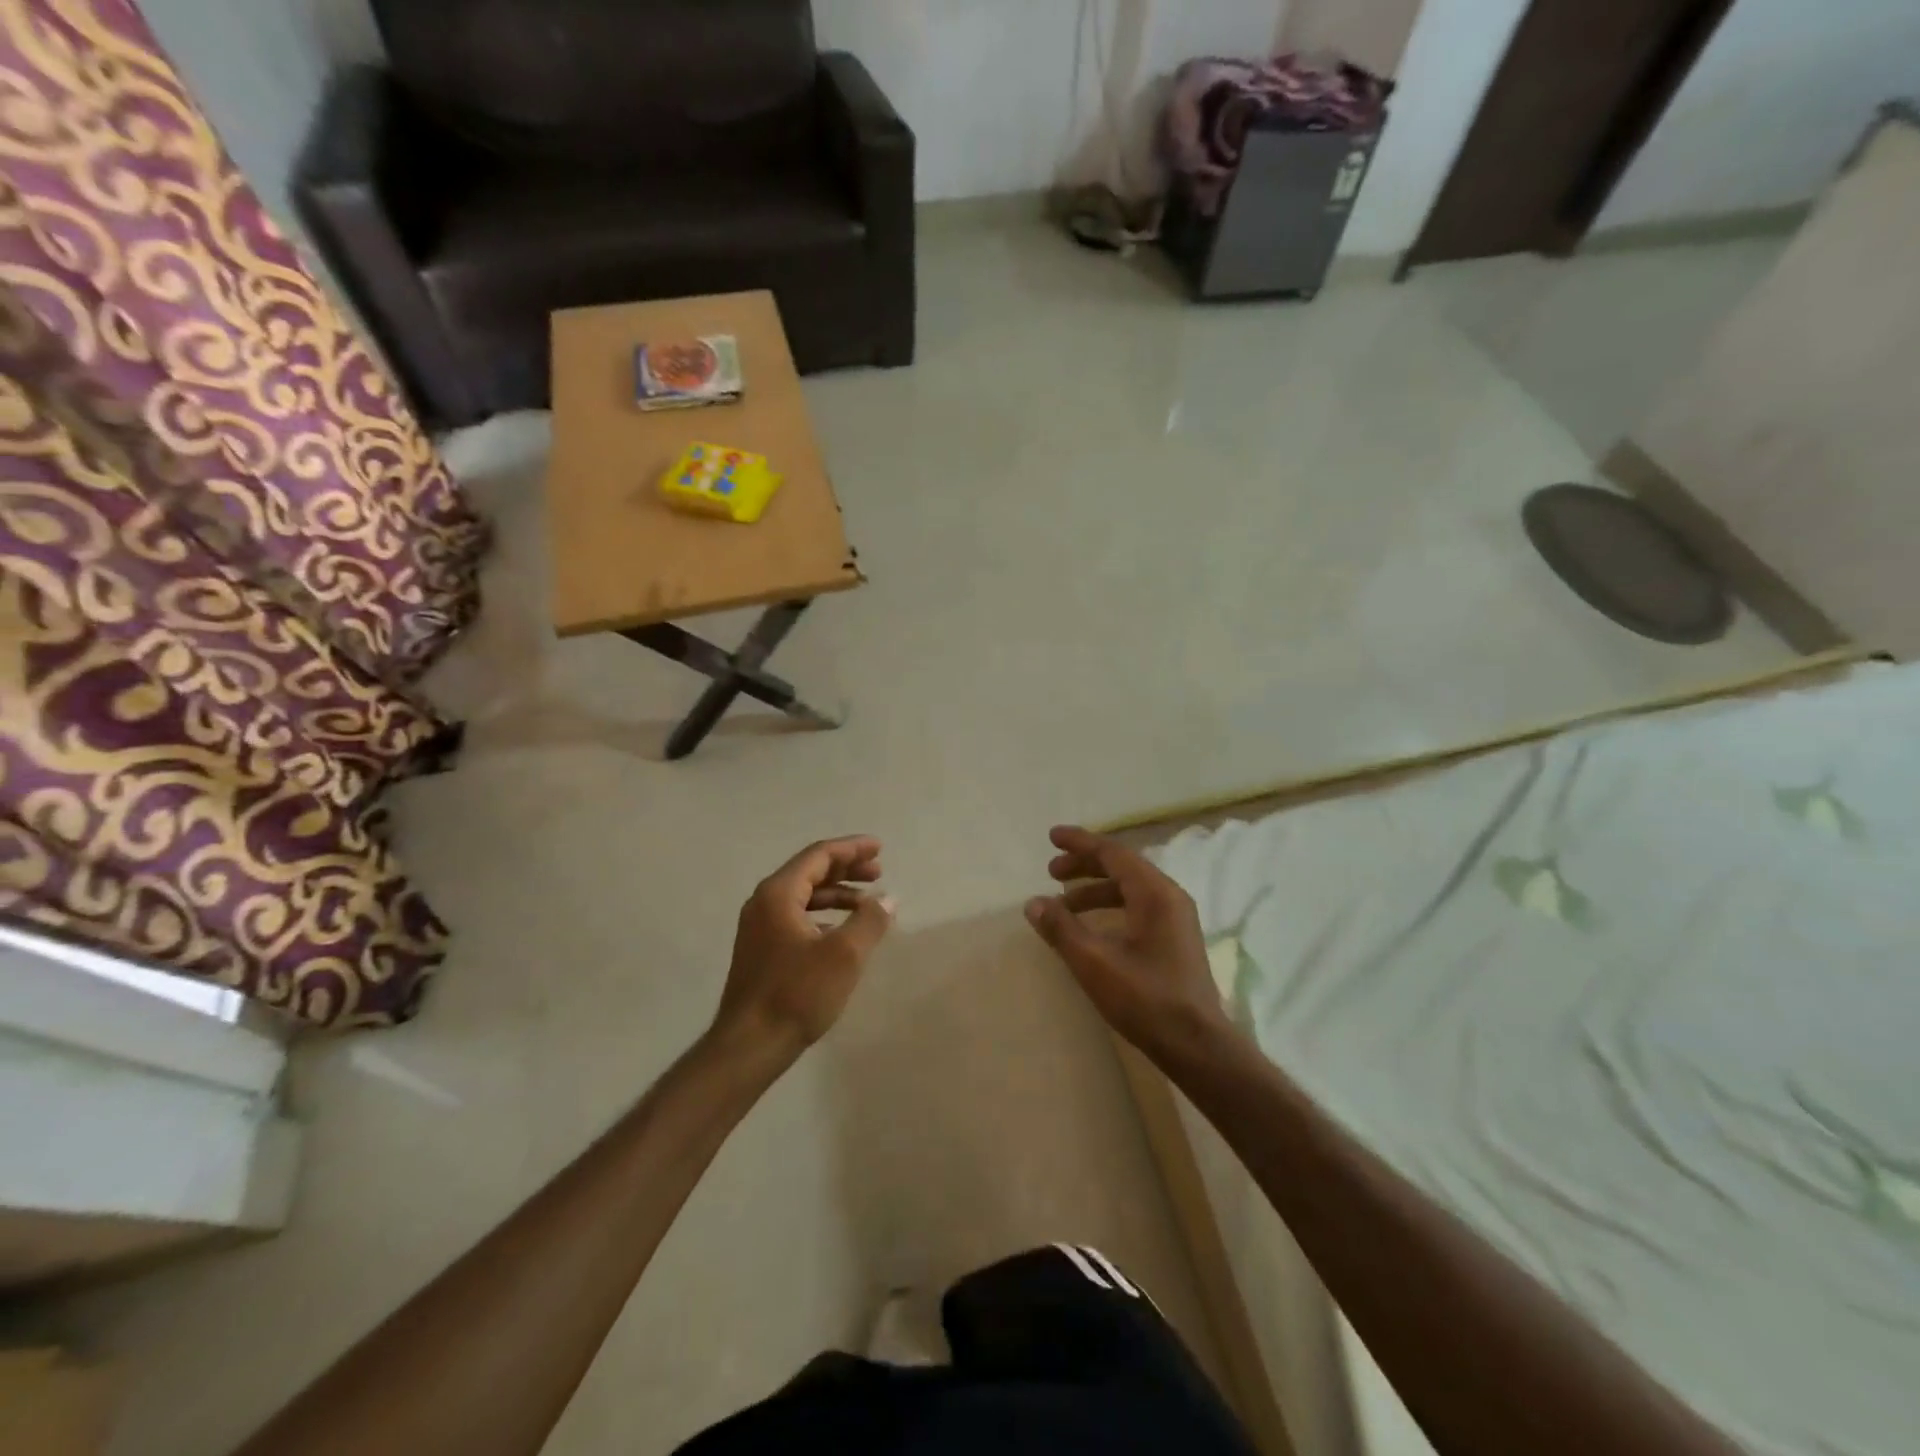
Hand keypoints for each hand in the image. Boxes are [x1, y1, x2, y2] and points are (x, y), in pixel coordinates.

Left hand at [713, 837, 894, 1062]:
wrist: (749, 1045)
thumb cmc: (797, 993)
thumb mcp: (844, 955)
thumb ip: (870, 920)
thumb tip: (888, 899)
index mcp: (778, 893)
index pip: (819, 855)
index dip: (852, 848)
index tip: (880, 848)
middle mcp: (764, 902)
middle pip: (810, 872)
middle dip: (846, 869)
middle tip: (879, 872)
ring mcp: (759, 927)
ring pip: (804, 896)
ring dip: (837, 894)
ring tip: (868, 903)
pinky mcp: (762, 950)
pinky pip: (797, 917)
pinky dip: (824, 915)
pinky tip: (843, 930)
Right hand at [1026, 825, 1231, 1064]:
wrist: (1196, 1045)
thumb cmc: (1146, 999)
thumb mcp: (1094, 962)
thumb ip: (1061, 928)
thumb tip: (1034, 903)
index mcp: (1155, 893)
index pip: (1113, 853)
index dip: (1080, 843)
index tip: (1052, 837)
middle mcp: (1169, 897)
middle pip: (1122, 867)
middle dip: (1084, 866)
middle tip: (1051, 872)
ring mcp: (1176, 919)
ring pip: (1129, 889)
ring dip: (1094, 890)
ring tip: (1063, 905)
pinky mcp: (1175, 939)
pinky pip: (1137, 907)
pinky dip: (1110, 907)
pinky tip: (1090, 928)